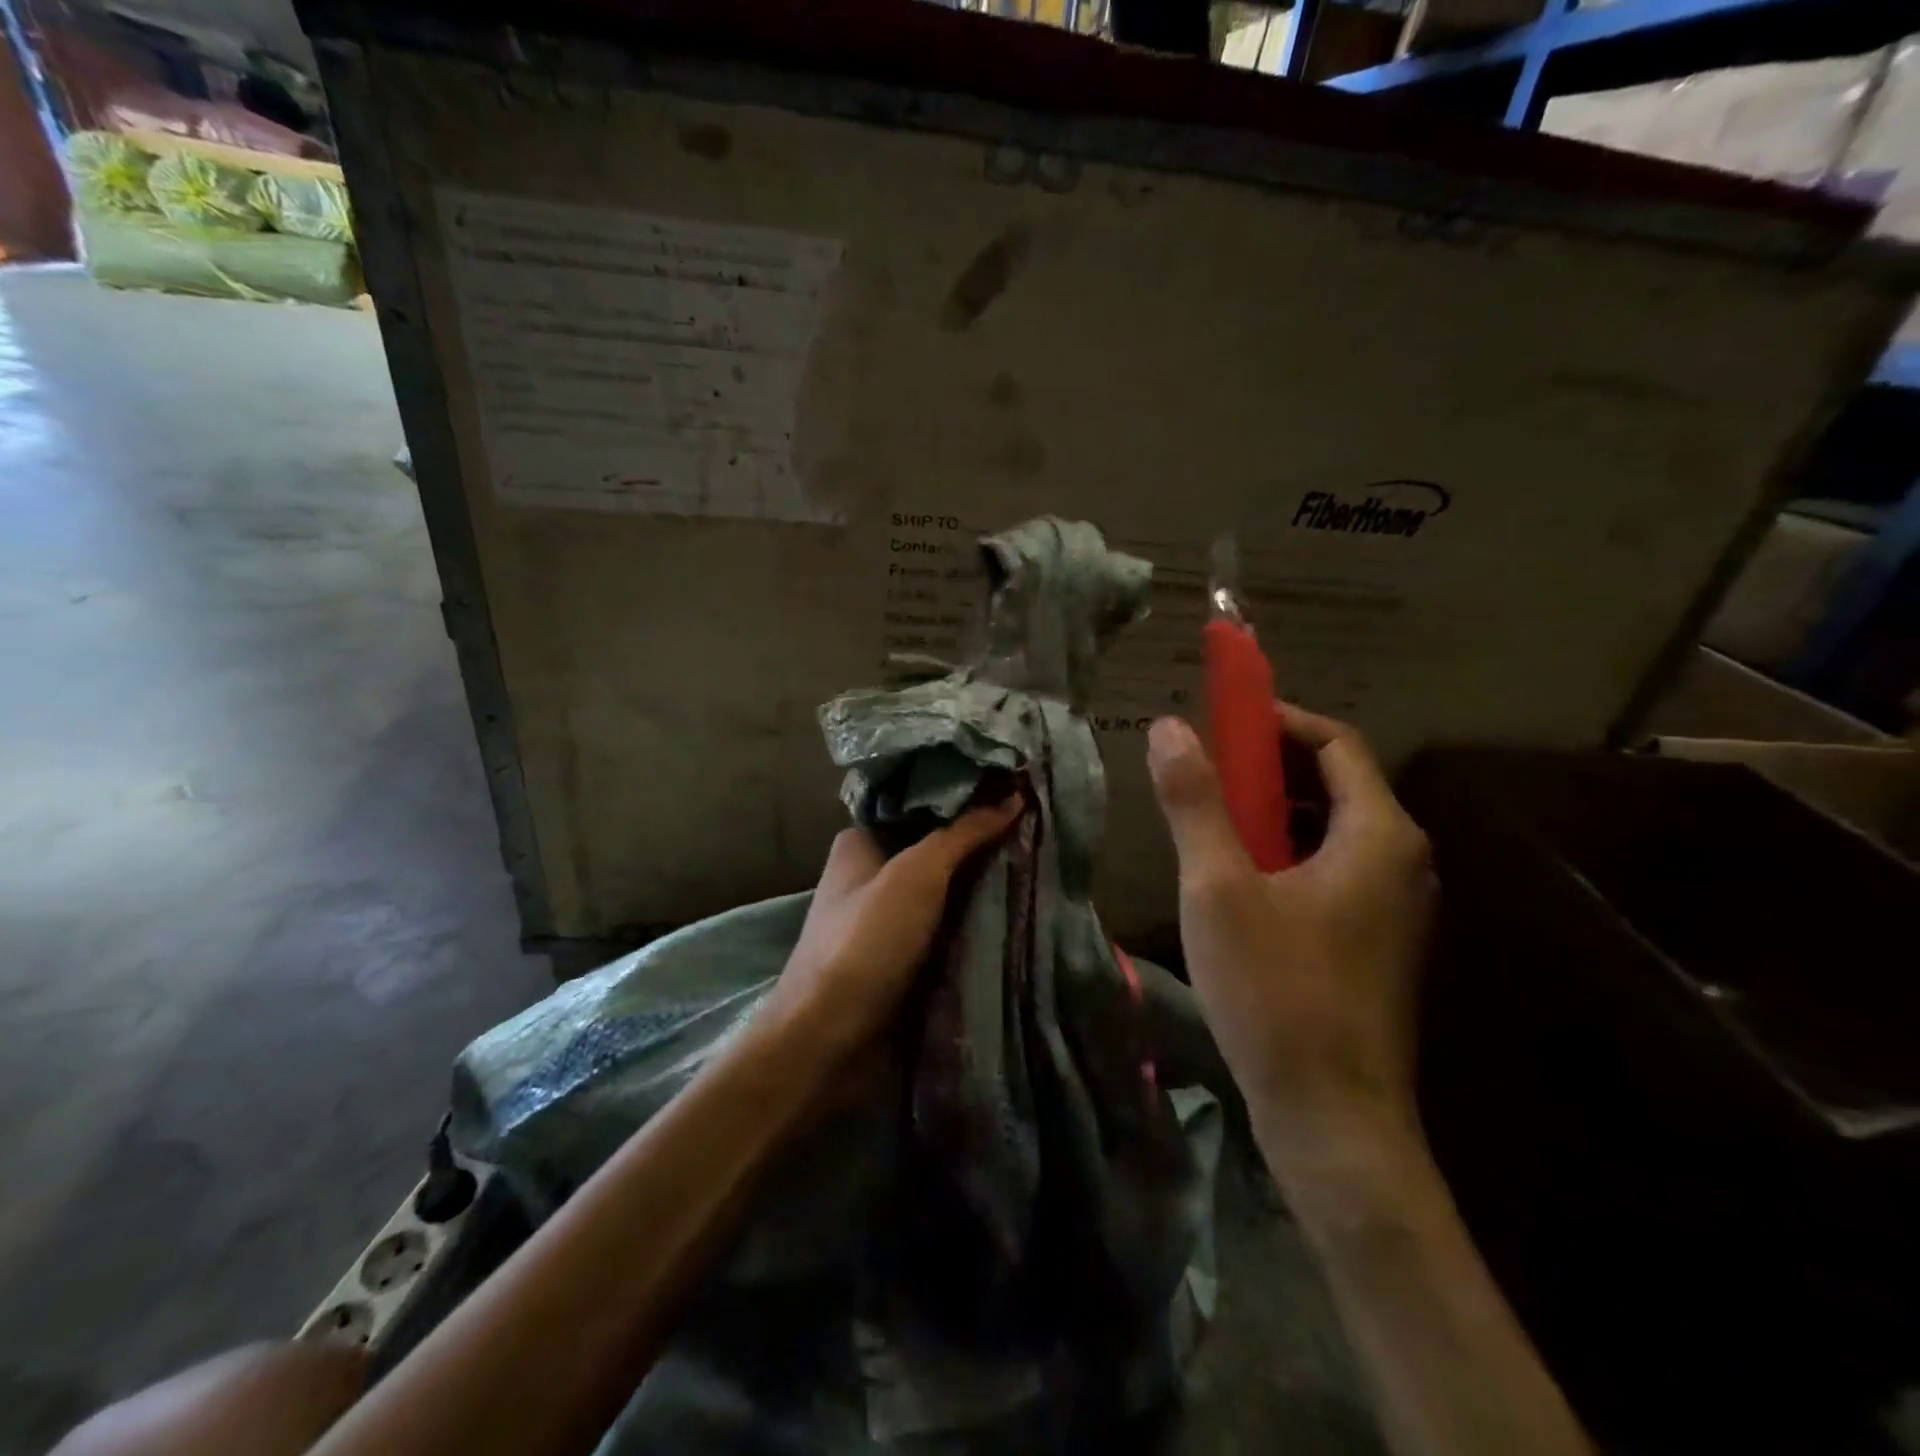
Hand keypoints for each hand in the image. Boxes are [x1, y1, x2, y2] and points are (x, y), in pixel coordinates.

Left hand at [764, 797, 1022, 1062]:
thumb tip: (1013, 796)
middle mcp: (873, 875)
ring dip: (985, 886)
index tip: (1016, 788)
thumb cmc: (866, 941)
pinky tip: (1021, 909)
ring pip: (948, 892)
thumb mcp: (917, 873)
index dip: (965, 796)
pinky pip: (950, 929)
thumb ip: (964, 833)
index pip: (920, 804)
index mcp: (861, 842)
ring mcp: (890, 920)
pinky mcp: (906, 959)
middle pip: (937, 849)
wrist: (830, 1041)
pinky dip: (978, 923)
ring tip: (1042, 862)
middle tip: (1038, 828)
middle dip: (982, 844)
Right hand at [1146, 708, 1435, 1162]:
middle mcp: (1403, 862)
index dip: (1277, 721)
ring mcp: (1395, 908)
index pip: (1336, 743)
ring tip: (1210, 825)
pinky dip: (1284, 856)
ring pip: (1329, 832)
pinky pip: (1330, 872)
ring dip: (1271, 814)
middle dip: (1267, 768)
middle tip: (1204, 772)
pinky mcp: (1375, 944)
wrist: (1332, 1120)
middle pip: (1335, 784)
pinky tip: (1236, 885)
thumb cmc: (1276, 993)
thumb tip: (1168, 727)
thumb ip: (1194, 802)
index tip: (1221, 721)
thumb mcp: (1218, 888)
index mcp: (1380, 836)